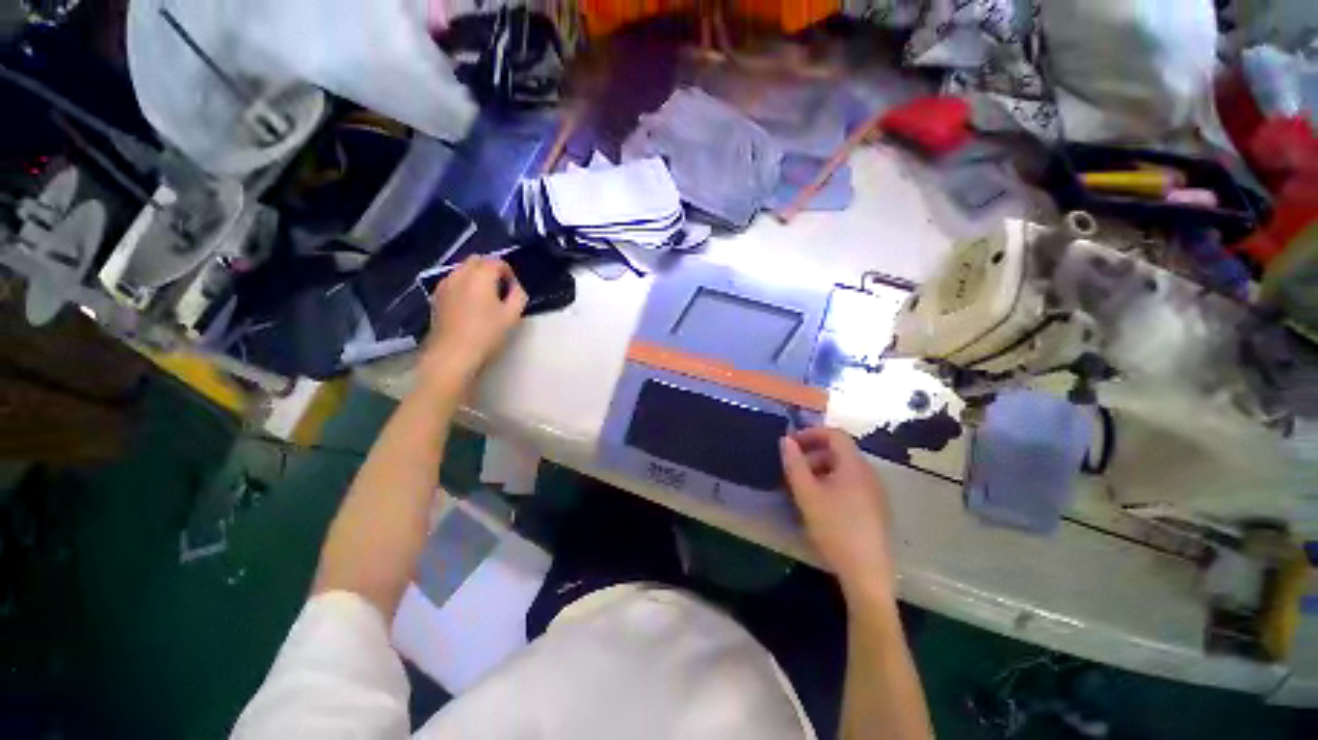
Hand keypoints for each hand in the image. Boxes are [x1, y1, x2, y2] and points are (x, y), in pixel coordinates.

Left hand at [420, 257, 526, 384]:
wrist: (453, 354)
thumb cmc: (486, 334)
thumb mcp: (512, 316)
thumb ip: (518, 296)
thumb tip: (515, 288)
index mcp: (480, 276)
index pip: (498, 262)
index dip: (509, 274)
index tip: (514, 291)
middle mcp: (460, 274)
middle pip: (477, 260)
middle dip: (491, 270)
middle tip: (501, 290)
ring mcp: (445, 284)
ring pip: (463, 269)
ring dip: (476, 276)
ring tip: (486, 298)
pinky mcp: (436, 297)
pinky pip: (453, 281)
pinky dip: (464, 285)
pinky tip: (470, 305)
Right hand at [781, 427, 896, 607]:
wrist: (867, 574)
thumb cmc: (835, 528)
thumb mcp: (807, 494)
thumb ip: (794, 463)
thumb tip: (786, 440)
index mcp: (855, 466)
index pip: (835, 434)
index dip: (811, 433)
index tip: (791, 444)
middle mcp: (869, 474)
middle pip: (839, 452)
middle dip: (813, 454)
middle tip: (793, 469)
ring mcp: (875, 492)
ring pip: (844, 469)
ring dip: (821, 470)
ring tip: (802, 488)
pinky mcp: (876, 509)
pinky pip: (851, 484)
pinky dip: (832, 483)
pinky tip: (821, 504)